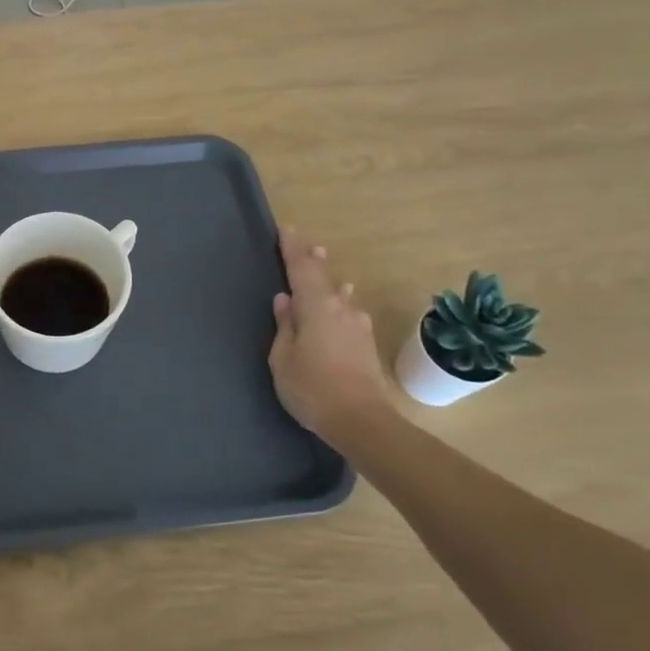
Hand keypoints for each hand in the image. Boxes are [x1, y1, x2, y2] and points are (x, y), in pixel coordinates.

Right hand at [268, 230, 390, 443]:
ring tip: (323, 268)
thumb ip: (284, 326)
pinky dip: (340, 304)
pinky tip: (344, 304)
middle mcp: (340, 308)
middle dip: (313, 260)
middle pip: (324, 277)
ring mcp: (358, 326)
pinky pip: (349, 314)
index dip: (292, 248)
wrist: (362, 421)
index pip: (301, 268)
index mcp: (315, 307)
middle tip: (307, 245)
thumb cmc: (311, 388)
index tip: (285, 229)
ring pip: (340, 296)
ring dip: (329, 282)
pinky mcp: (366, 344)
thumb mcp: (283, 358)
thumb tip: (285, 300)